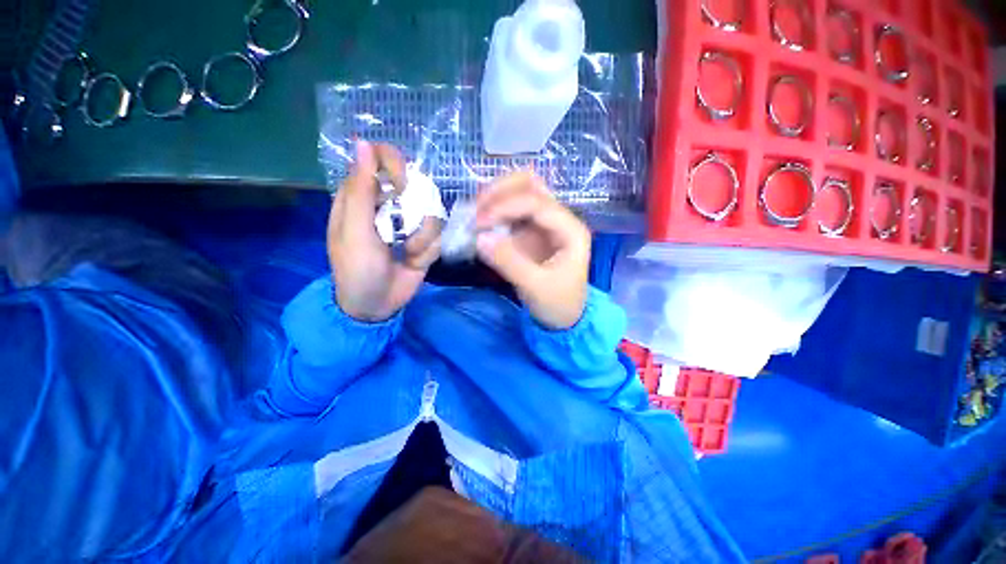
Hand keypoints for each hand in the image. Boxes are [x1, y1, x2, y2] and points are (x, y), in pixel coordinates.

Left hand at [328, 140, 441, 321]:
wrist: (376, 306)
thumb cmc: (357, 269)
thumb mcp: (355, 231)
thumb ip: (360, 190)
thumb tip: (364, 144)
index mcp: (362, 197)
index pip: (380, 160)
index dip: (394, 165)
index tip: (402, 184)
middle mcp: (389, 205)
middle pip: (414, 183)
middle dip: (415, 206)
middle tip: (406, 226)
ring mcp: (410, 224)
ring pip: (432, 211)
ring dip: (422, 235)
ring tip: (408, 252)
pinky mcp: (426, 240)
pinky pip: (439, 233)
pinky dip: (429, 248)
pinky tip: (415, 260)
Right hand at [475, 171, 590, 329]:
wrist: (565, 318)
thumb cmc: (558, 303)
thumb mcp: (535, 287)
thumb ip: (509, 262)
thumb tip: (479, 238)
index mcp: (570, 230)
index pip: (537, 202)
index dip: (506, 206)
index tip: (479, 222)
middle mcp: (559, 219)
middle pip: (531, 185)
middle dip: (500, 191)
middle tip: (475, 210)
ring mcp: (544, 223)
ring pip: (520, 192)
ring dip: (495, 198)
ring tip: (475, 214)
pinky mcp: (531, 232)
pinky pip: (511, 211)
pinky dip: (494, 212)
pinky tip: (480, 222)